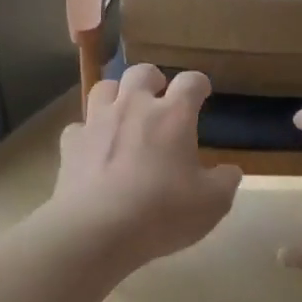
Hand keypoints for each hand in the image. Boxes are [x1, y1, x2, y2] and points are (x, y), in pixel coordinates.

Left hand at [48, 66, 241, 271]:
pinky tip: (93, 147)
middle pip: (142, 73)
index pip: (190, 82)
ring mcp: (97, 122)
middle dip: (153, 79)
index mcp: (173, 115)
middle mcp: (134, 107)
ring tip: (124, 110)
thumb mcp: (211, 204)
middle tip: (160, 95)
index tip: (202, 91)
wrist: (97, 229)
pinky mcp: (71, 144)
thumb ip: (225, 182)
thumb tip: (230, 171)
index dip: (198, 83)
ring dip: (117, 94)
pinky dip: (88, 132)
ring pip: (105, 87)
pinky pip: (79, 126)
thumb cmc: (162, 212)